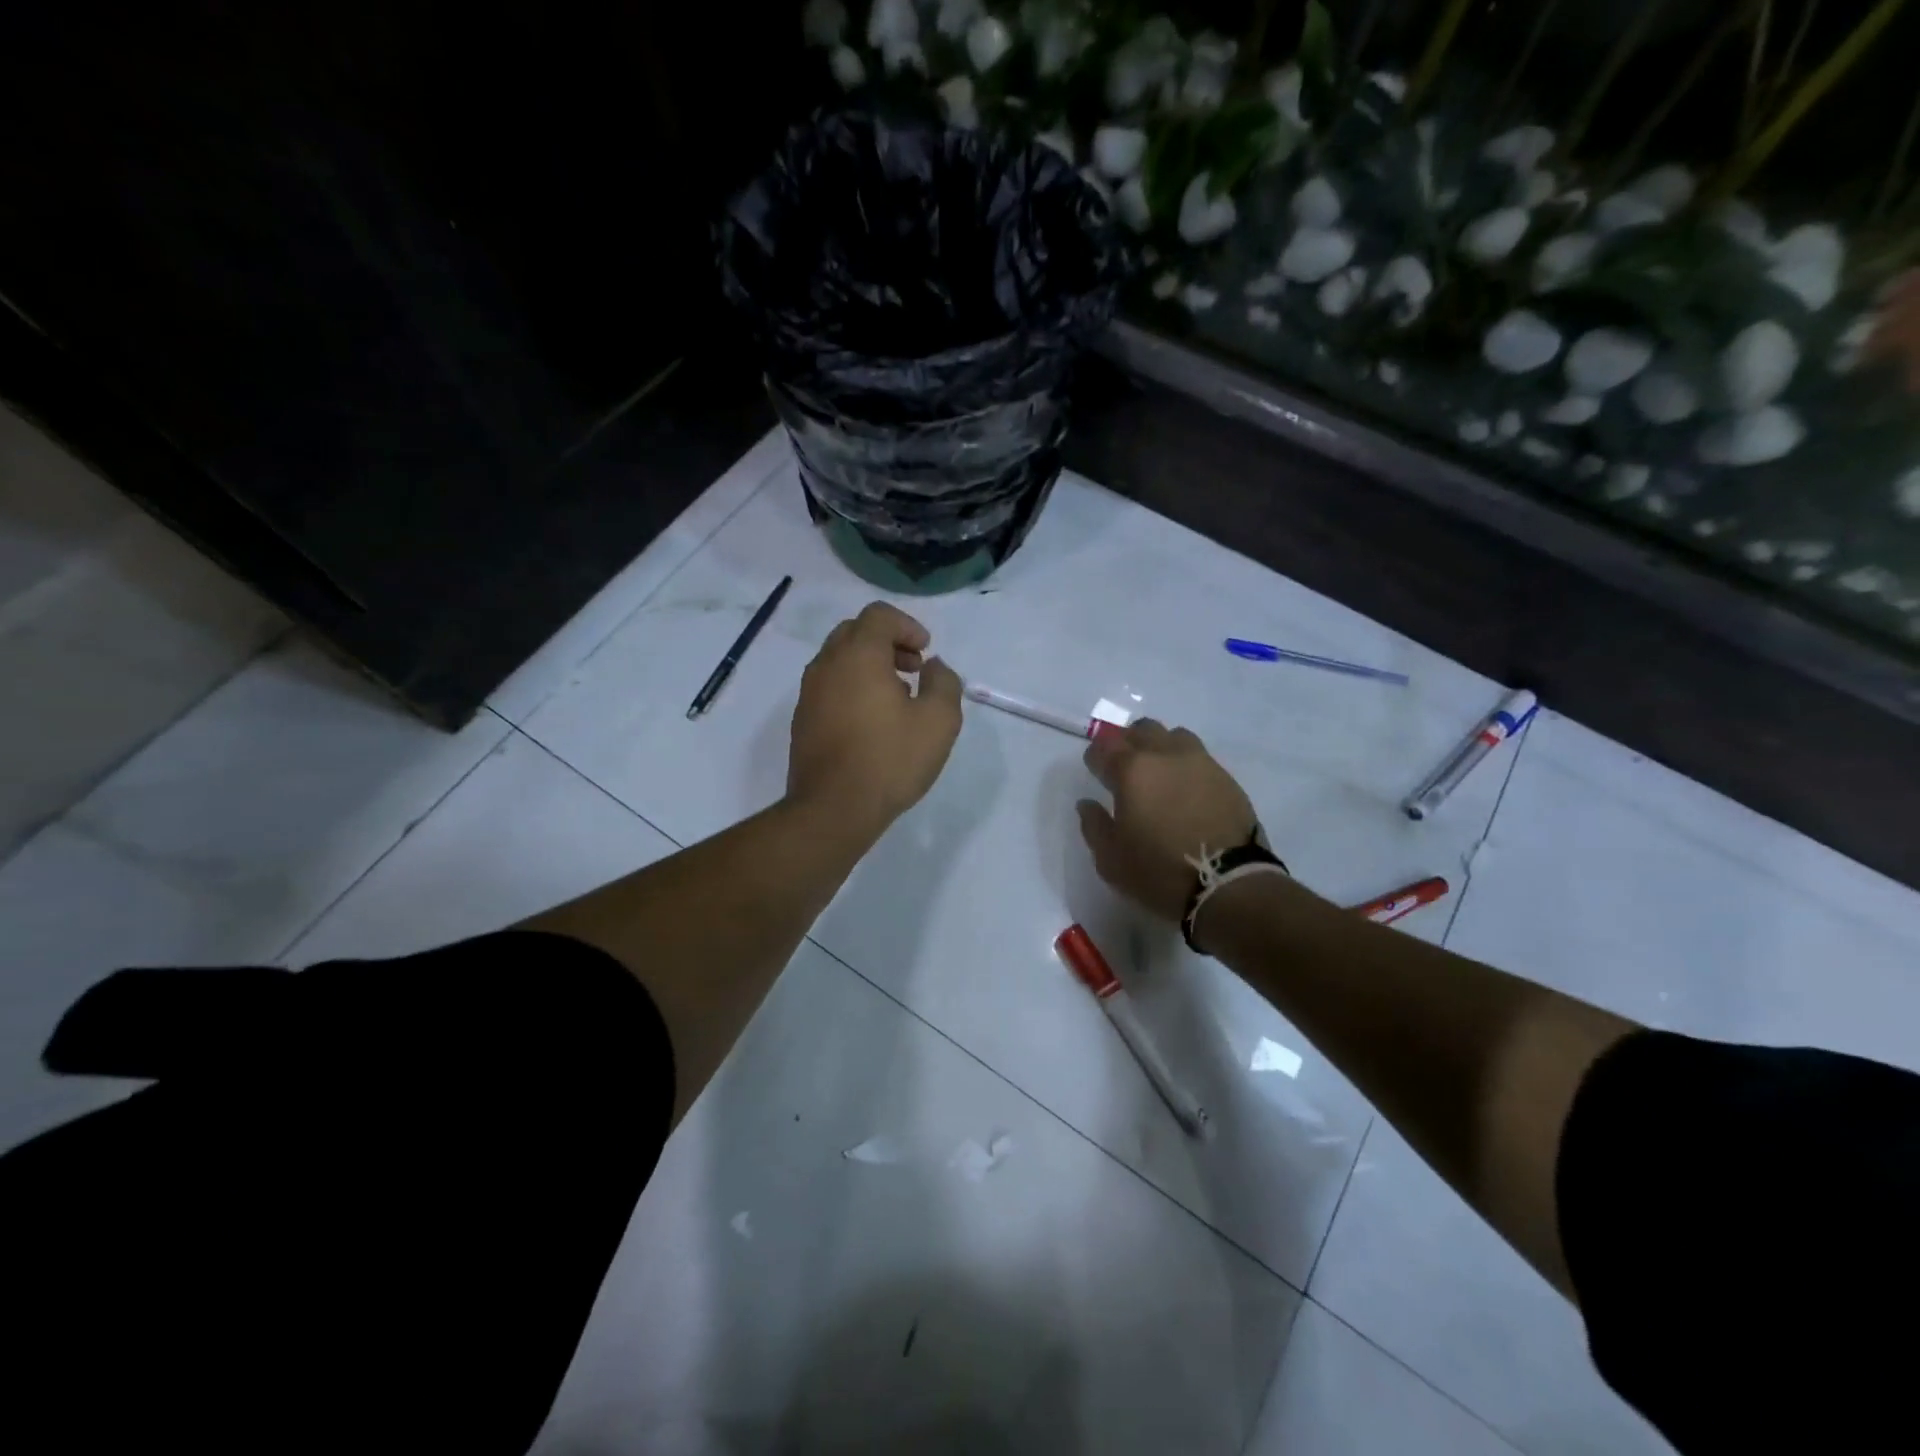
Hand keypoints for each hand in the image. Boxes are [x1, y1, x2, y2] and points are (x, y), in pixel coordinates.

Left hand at [787, 602, 962, 838]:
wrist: (833, 809)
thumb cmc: (890, 760)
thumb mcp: (939, 721)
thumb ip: (944, 682)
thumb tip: (934, 667)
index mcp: (858, 655)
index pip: (878, 615)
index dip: (907, 626)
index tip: (926, 652)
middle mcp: (826, 665)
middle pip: (855, 632)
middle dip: (888, 642)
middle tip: (913, 669)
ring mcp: (809, 693)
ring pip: (839, 659)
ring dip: (869, 665)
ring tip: (896, 698)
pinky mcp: (802, 720)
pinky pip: (829, 686)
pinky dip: (852, 687)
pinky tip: (872, 722)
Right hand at [1077, 719, 1257, 922]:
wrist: (1229, 884)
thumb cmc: (1159, 871)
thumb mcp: (1111, 859)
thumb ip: (1093, 825)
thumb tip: (1087, 804)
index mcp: (1132, 770)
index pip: (1105, 744)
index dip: (1096, 756)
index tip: (1095, 771)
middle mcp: (1165, 755)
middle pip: (1141, 730)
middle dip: (1127, 743)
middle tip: (1123, 768)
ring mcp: (1200, 763)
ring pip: (1174, 736)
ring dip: (1160, 747)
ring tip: (1158, 773)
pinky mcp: (1226, 778)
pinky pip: (1199, 757)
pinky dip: (1185, 765)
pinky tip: (1184, 789)